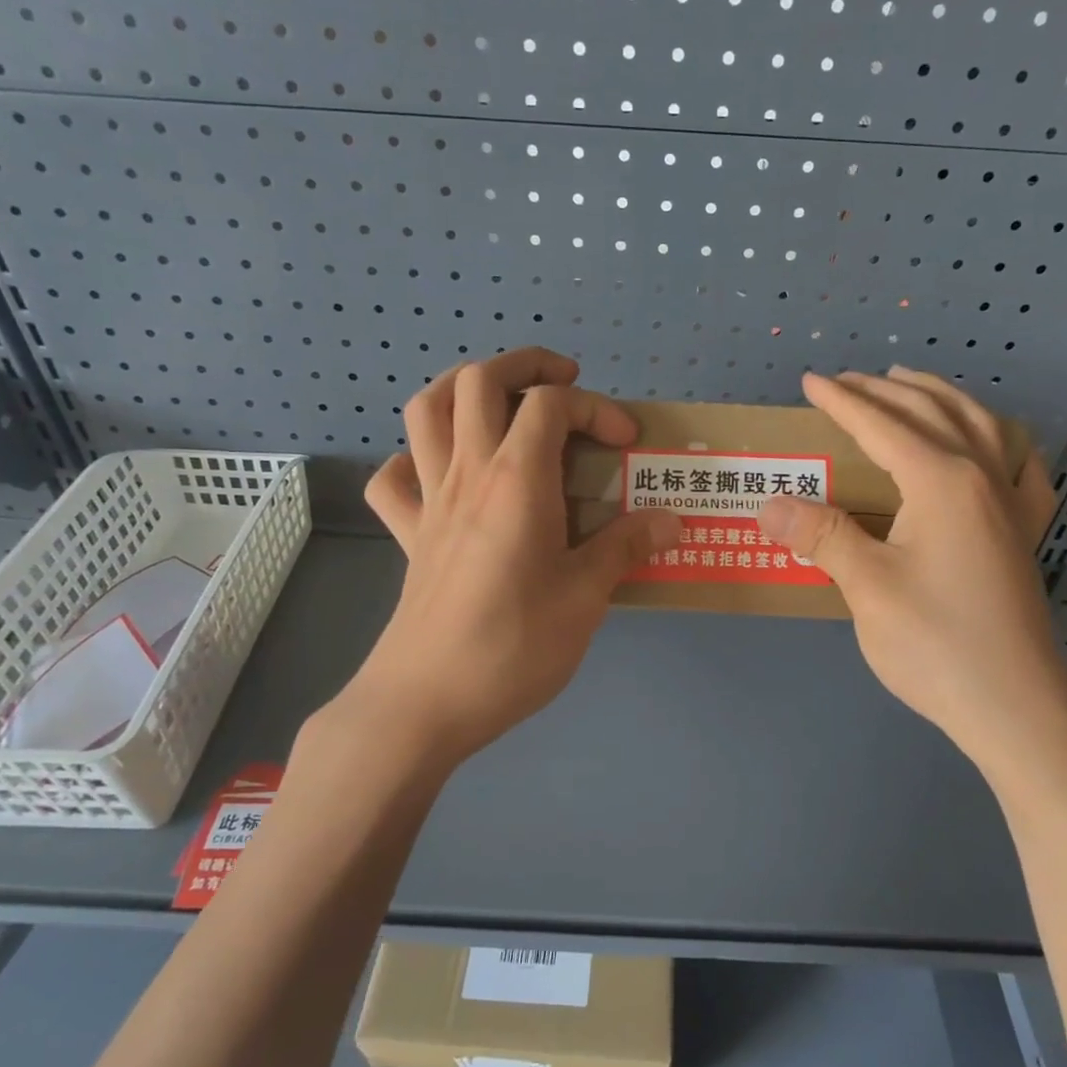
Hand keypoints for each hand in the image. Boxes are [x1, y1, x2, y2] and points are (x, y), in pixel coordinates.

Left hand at [349, 347, 680, 763]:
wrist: (426, 702)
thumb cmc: (514, 646)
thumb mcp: (586, 597)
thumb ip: (625, 548)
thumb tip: (671, 521)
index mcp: (516, 479)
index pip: (551, 403)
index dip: (596, 407)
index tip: (627, 442)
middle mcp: (468, 473)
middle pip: (479, 379)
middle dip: (526, 365)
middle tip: (565, 385)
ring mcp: (429, 501)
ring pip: (428, 410)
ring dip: (465, 390)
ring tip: (503, 406)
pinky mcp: (409, 535)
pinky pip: (395, 478)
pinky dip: (416, 460)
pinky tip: (444, 475)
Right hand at [756, 368, 1066, 769]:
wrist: (1015, 706)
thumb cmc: (936, 644)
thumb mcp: (867, 587)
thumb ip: (822, 536)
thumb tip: (770, 503)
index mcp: (942, 481)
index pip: (882, 426)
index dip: (843, 401)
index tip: (810, 382)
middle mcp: (982, 477)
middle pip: (931, 412)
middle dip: (885, 390)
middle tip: (847, 381)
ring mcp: (1012, 504)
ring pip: (980, 425)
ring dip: (941, 397)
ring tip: (911, 385)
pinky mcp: (1024, 533)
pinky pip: (1021, 467)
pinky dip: (1003, 440)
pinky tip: (997, 444)